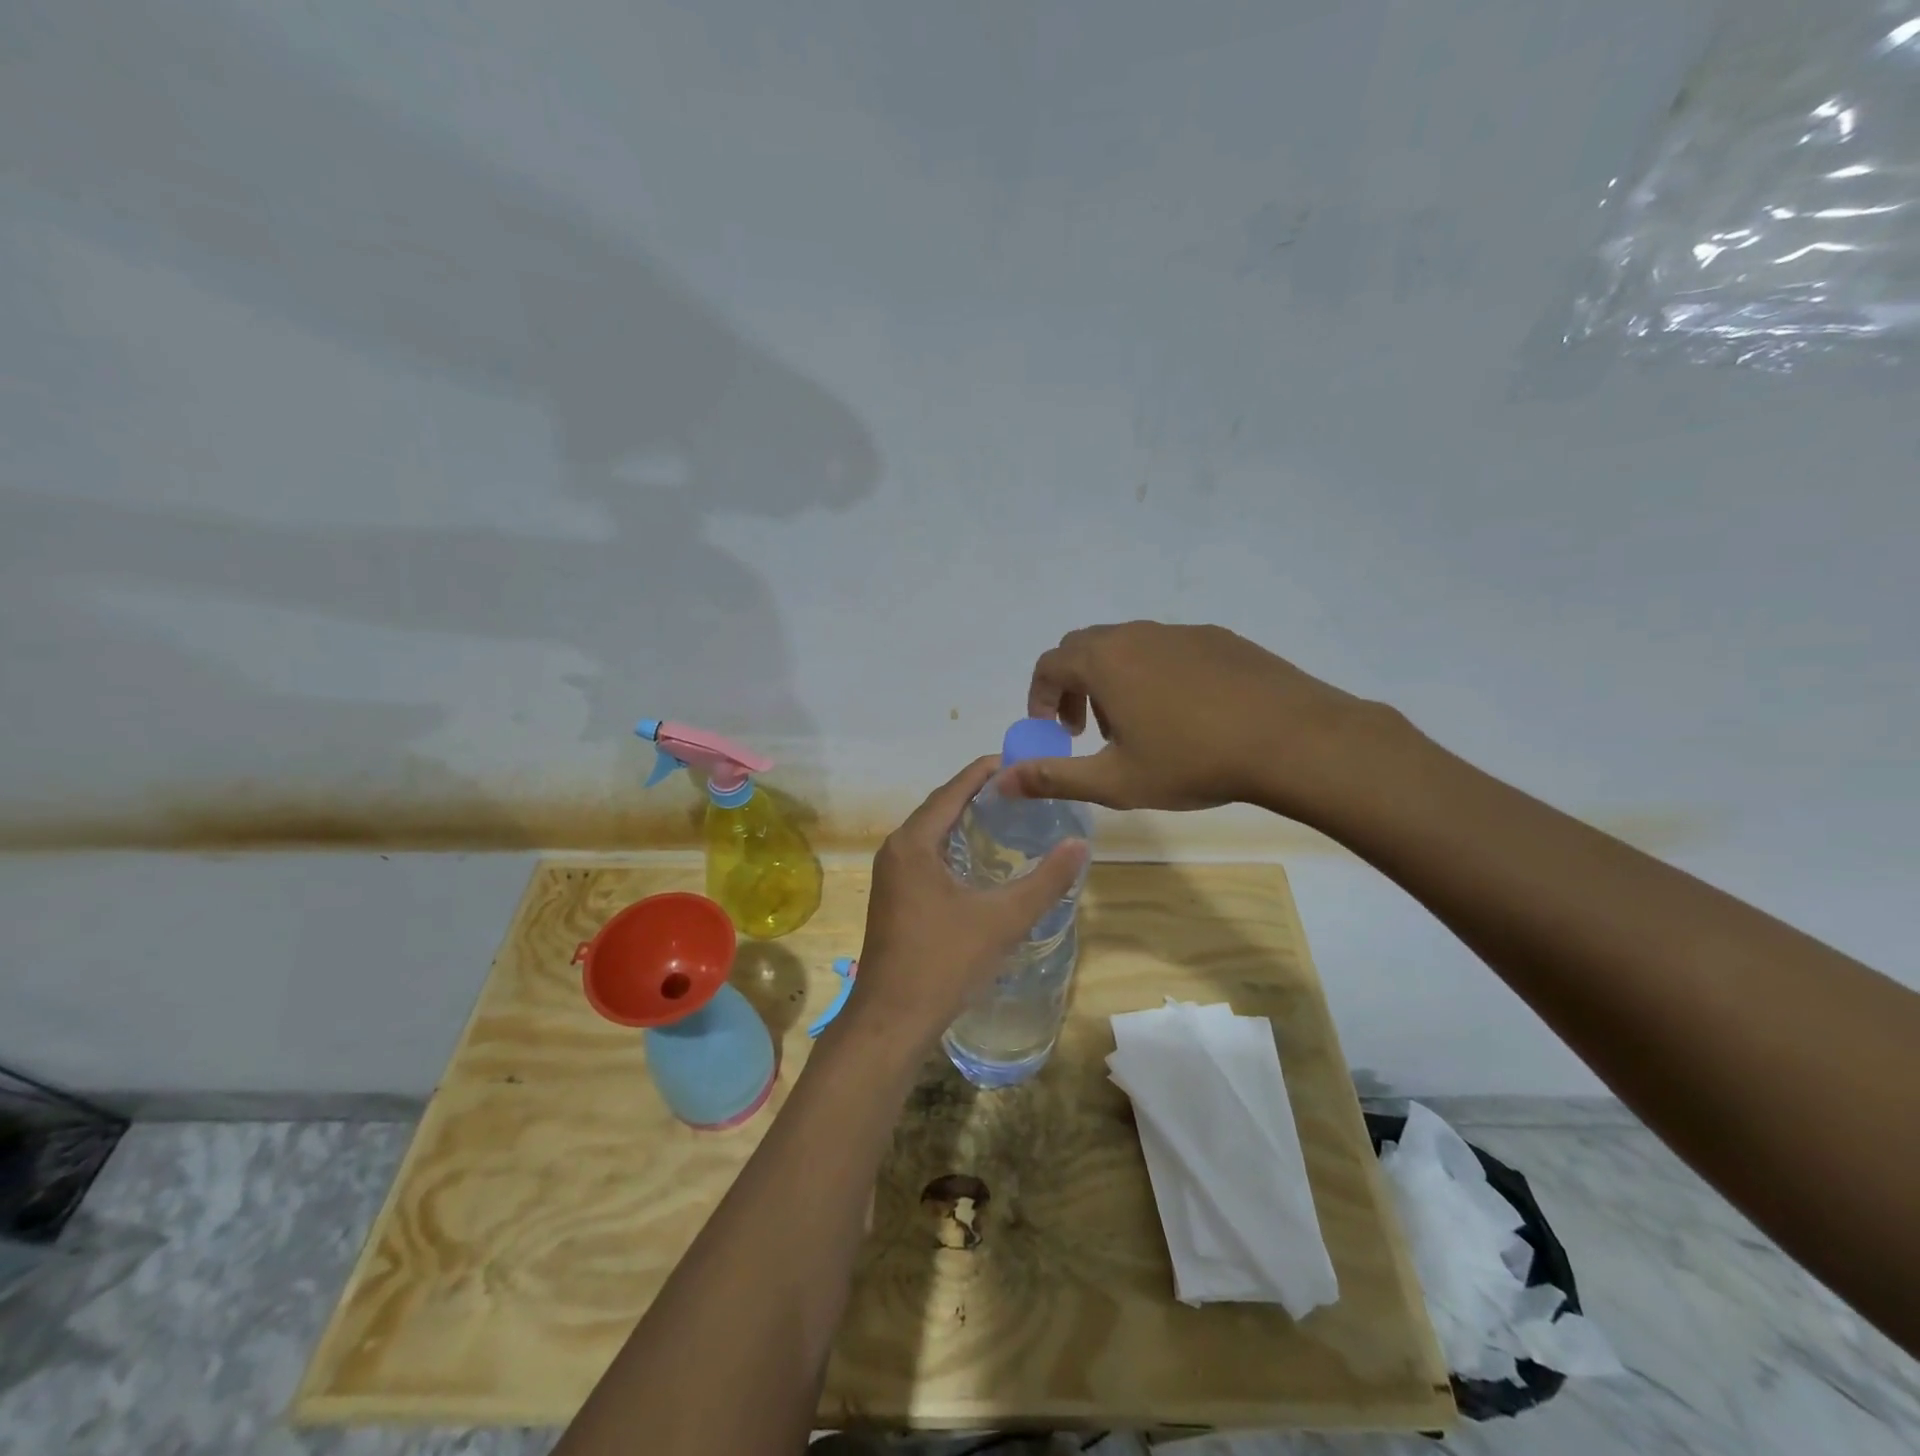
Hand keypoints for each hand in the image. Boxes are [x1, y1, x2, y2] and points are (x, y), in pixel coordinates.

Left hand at [844, 756, 1087, 1046]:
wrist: (891, 1020)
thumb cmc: (944, 963)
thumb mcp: (1003, 919)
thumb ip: (1045, 881)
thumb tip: (1082, 844)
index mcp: (914, 842)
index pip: (954, 789)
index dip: (987, 772)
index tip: (1023, 762)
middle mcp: (897, 849)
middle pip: (941, 807)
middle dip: (980, 794)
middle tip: (1025, 790)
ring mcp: (891, 875)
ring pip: (933, 833)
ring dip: (966, 821)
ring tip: (1010, 818)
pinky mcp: (894, 897)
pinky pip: (927, 855)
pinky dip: (955, 846)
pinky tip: (982, 861)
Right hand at [1004, 621, 1385, 821]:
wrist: (1291, 739)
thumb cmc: (1192, 761)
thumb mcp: (1115, 781)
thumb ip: (1053, 778)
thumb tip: (1002, 781)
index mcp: (1104, 661)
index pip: (1049, 665)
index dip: (1040, 697)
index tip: (1052, 731)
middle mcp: (1135, 634)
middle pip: (1084, 648)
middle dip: (1073, 686)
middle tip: (1086, 729)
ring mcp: (1179, 632)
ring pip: (1127, 646)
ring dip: (1113, 680)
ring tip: (1136, 726)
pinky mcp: (1217, 638)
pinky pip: (1166, 648)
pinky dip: (1153, 674)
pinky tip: (1184, 714)